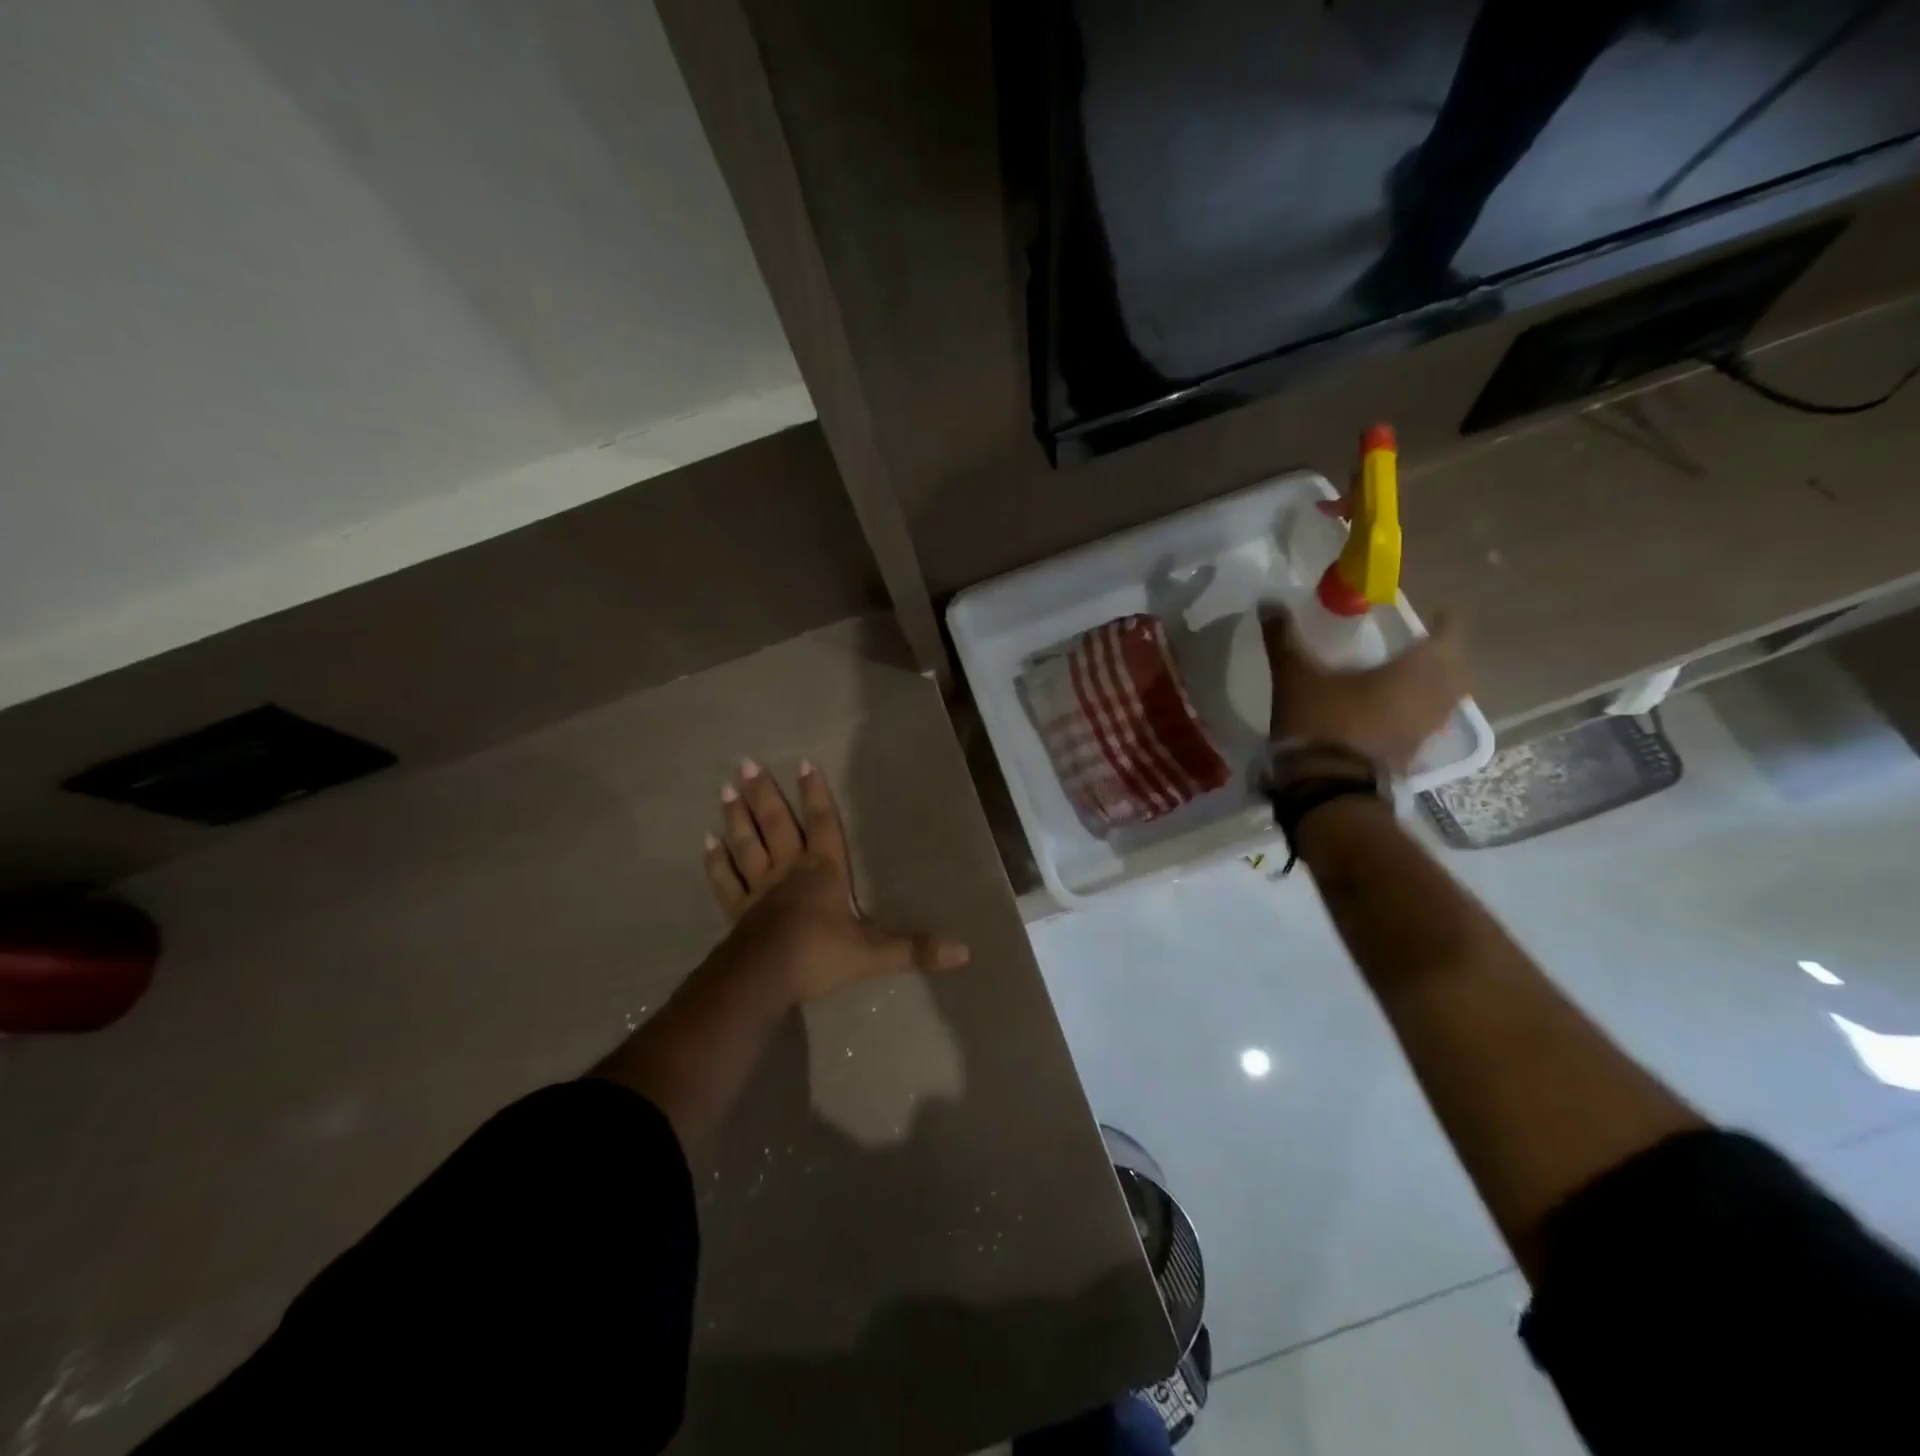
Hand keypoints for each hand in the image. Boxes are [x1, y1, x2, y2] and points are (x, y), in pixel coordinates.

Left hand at [703, 758, 969, 1004]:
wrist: (765, 979)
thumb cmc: (820, 956)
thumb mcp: (875, 953)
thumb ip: (917, 950)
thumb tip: (966, 951)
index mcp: (823, 872)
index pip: (823, 824)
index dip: (815, 794)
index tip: (803, 762)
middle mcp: (789, 871)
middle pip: (776, 824)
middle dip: (764, 793)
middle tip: (746, 762)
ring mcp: (759, 889)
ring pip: (747, 844)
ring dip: (737, 816)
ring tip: (726, 787)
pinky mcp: (738, 910)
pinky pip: (726, 880)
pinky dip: (716, 860)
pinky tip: (707, 841)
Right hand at [1262, 607, 1468, 773]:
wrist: (1327, 787)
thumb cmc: (1321, 722)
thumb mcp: (1294, 677)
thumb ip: (1283, 639)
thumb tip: (1268, 602)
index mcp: (1413, 672)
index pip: (1448, 638)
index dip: (1446, 623)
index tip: (1436, 613)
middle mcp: (1430, 699)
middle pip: (1457, 670)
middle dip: (1446, 655)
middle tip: (1424, 644)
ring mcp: (1424, 731)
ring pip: (1446, 700)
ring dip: (1437, 685)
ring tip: (1411, 677)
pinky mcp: (1412, 755)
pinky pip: (1428, 724)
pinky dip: (1420, 712)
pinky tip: (1395, 711)